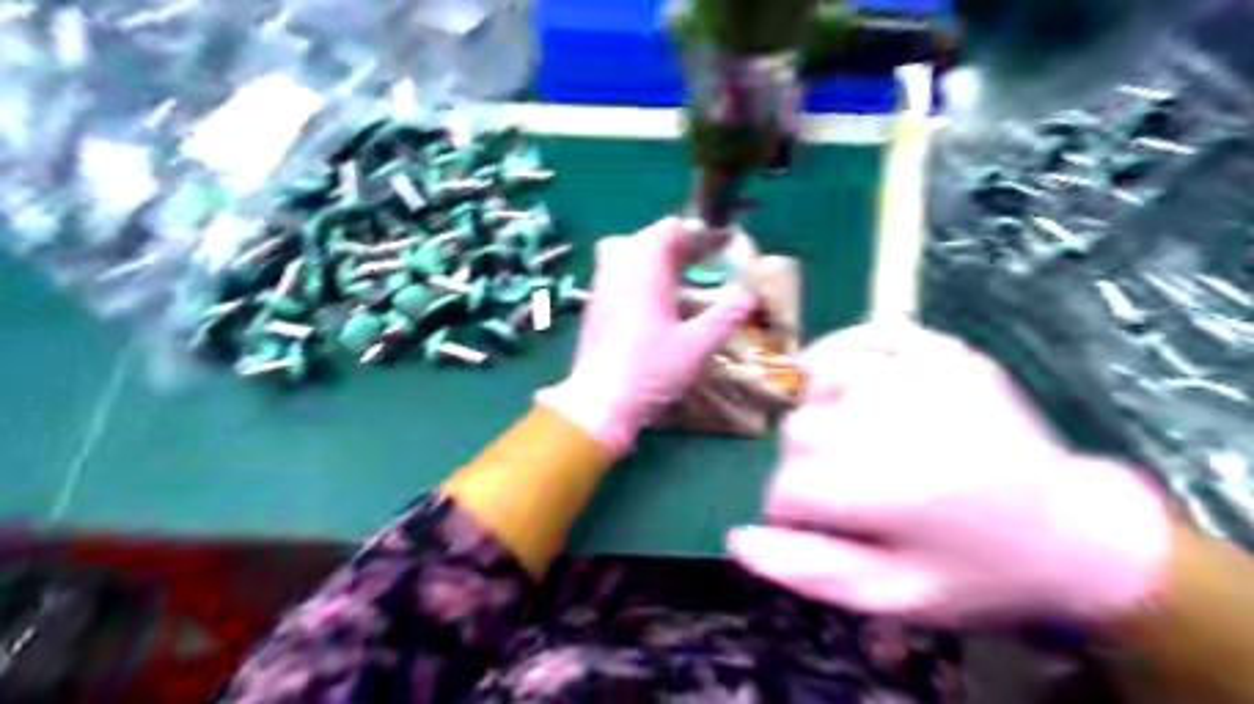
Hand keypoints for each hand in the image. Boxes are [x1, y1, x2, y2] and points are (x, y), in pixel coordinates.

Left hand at [530, 216, 748, 453]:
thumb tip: (748, 293)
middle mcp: (618, 271)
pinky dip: (638, 278)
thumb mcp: (697, 345)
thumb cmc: (650, 371)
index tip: (716, 247)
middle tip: (702, 263)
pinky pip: (617, 276)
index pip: (667, 229)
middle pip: (646, 240)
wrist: (599, 403)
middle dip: (676, 245)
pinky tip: (654, 305)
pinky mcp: (594, 308)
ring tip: (681, 280)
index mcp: (644, 271)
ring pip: (628, 256)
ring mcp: (601, 289)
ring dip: (655, 261)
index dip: (694, 233)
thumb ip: (726, 315)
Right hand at [730, 321, 1171, 624]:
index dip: (787, 513)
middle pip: (799, 430)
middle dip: (805, 466)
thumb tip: (737, 541)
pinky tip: (851, 383)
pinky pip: (868, 333)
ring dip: (821, 413)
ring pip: (821, 380)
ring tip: (850, 442)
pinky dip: (845, 354)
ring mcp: (925, 377)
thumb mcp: (894, 597)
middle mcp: (900, 423)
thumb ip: (810, 571)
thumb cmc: (978, 575)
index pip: (788, 489)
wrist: (1076, 536)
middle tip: (839, 490)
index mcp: (890, 491)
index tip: (807, 526)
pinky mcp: (946, 353)